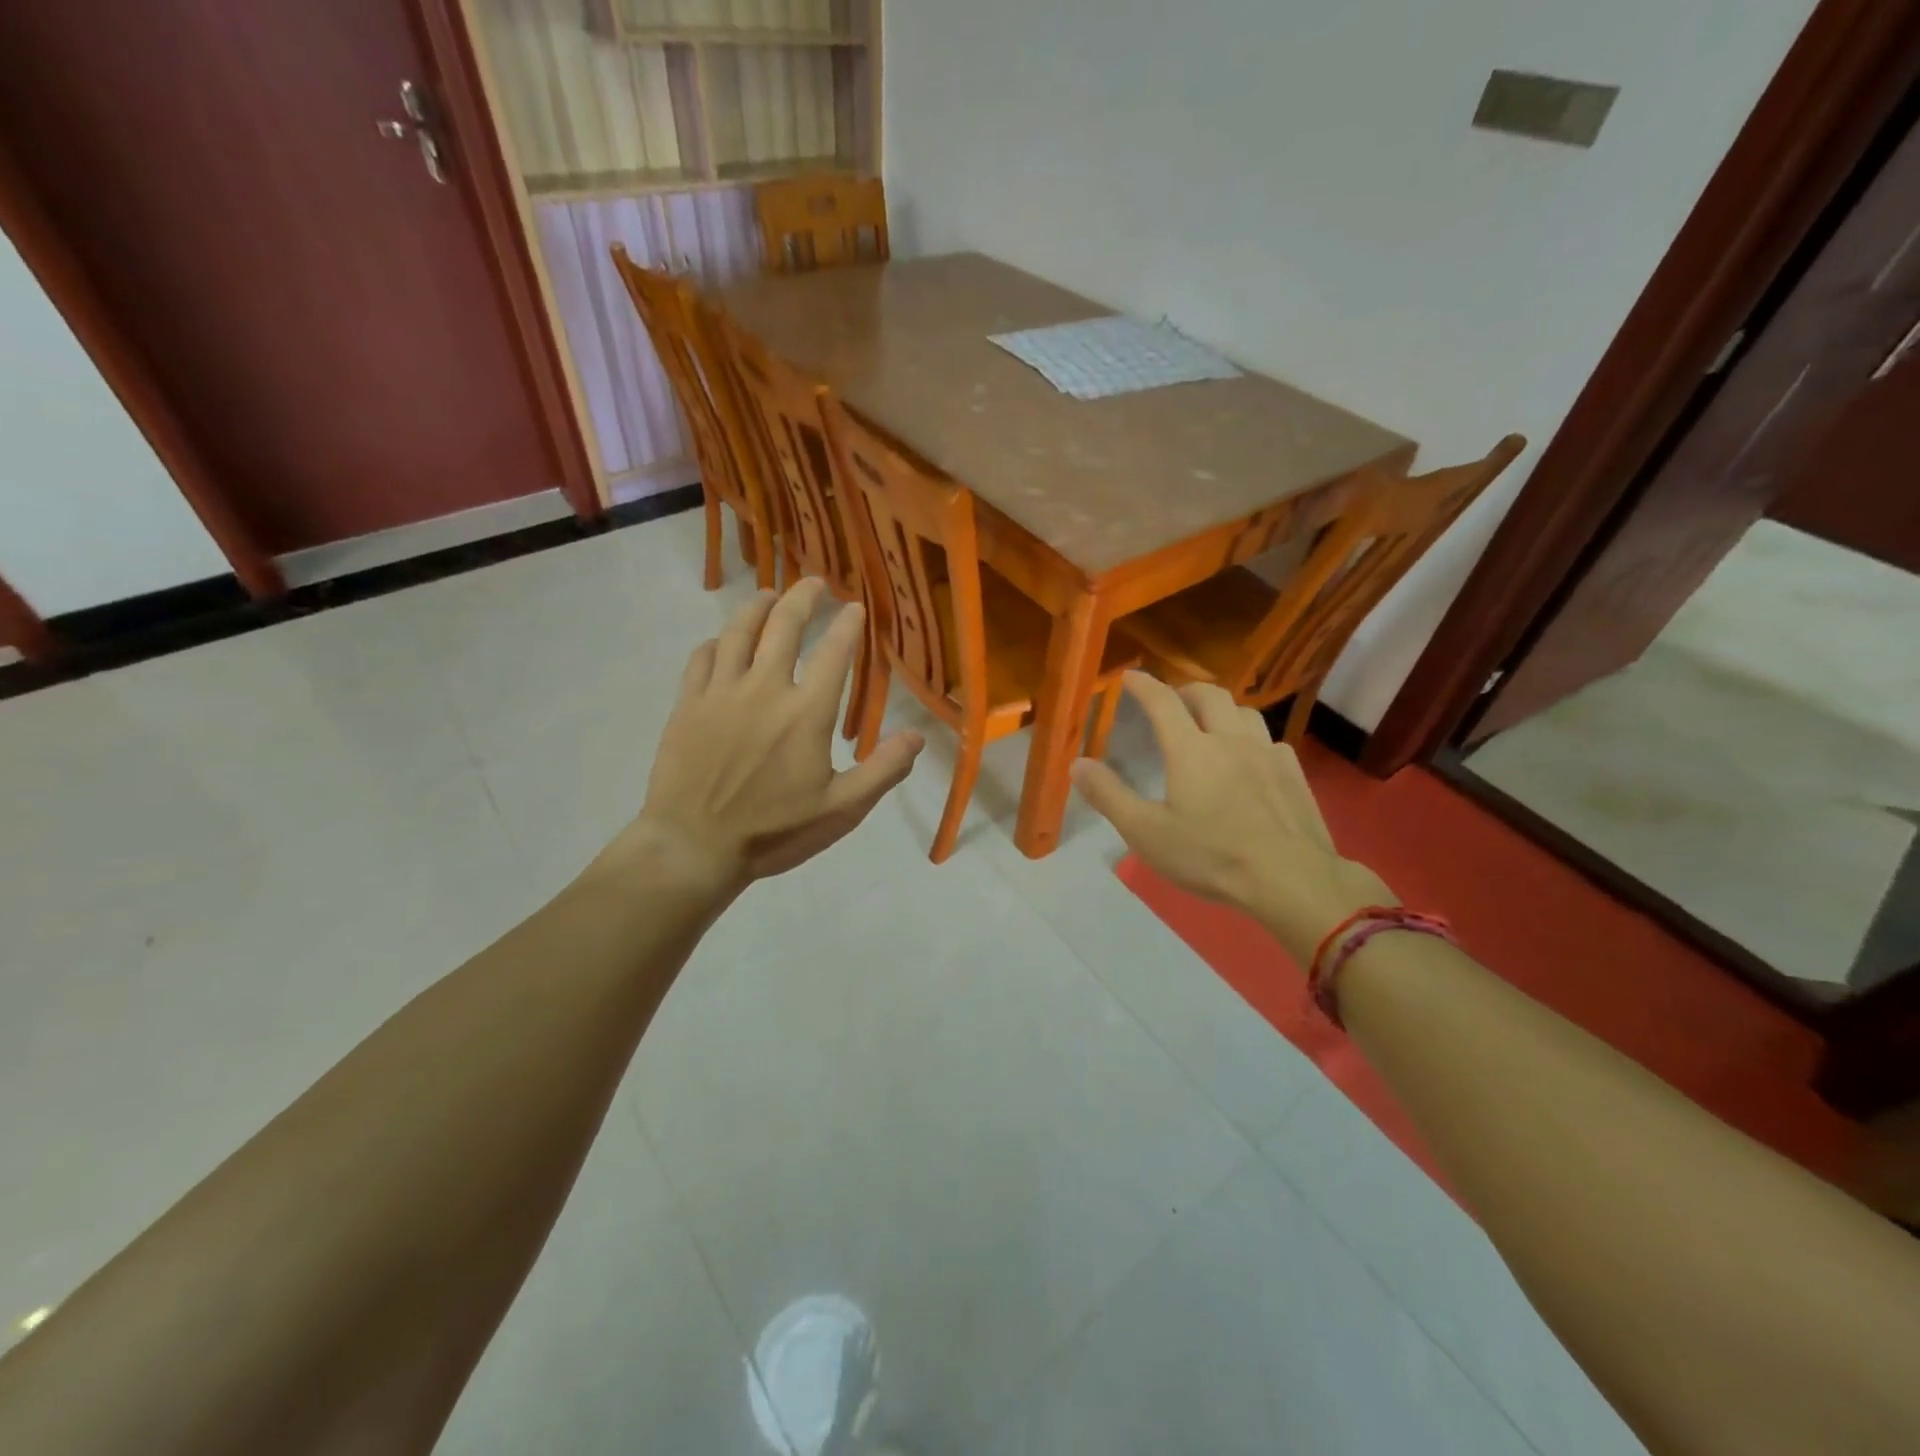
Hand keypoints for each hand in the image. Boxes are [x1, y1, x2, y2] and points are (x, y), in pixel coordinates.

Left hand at [622, 579, 923, 892]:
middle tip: (814, 583)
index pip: (834, 653)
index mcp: (805, 712)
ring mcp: (720, 693)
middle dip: (803, 598)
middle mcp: (764, 688)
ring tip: (769, 595)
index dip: (848, 626)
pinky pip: (702, 658)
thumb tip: (917, 736)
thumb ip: (882, 770)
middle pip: (784, 626)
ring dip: (758, 607)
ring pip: (739, 631)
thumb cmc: (773, 832)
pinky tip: (723, 642)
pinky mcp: (687, 704)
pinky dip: (717, 642)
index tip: (855, 607)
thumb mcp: (841, 811)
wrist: (693, 847)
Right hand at [1071, 673, 1392, 963]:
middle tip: (1172, 699)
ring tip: (1211, 723)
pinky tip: (1251, 760)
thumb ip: (1109, 795)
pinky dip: (1252, 739)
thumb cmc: (1211, 856)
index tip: (1130, 676)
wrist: (1291, 878)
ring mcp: (1267, 754)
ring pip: (1244, 711)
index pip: (1162, 702)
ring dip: (1222, 709)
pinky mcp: (1294, 774)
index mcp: (1191, 750)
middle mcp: (1230, 740)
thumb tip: (1077, 764)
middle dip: (1185, 690)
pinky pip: (1270, 740)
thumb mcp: (1146, 833)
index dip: (1143, 685)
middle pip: (1210, 694)